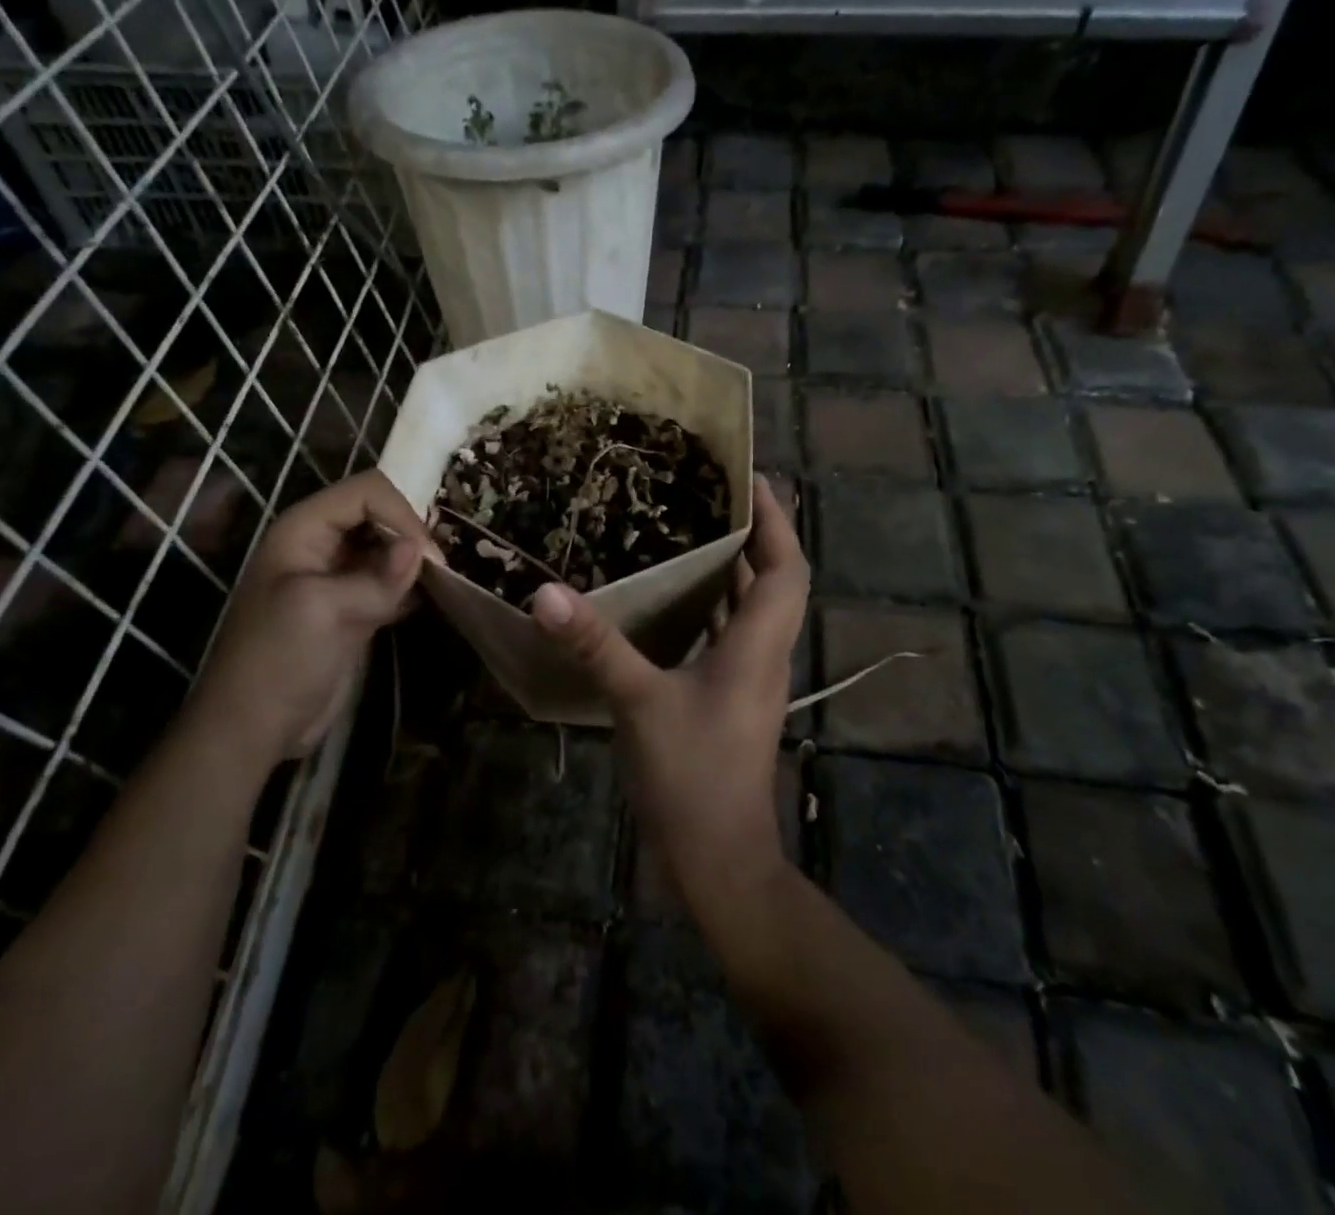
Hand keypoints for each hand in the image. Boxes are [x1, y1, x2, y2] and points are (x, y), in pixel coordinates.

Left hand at [183, 470, 431, 771]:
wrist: (254, 728)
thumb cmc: (277, 659)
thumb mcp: (322, 610)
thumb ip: (376, 577)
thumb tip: (422, 550)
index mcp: (304, 529)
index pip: (366, 492)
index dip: (401, 513)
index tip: (426, 556)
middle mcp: (322, 543)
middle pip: (380, 513)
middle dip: (411, 533)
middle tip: (439, 570)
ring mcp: (339, 576)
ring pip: (389, 546)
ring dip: (415, 560)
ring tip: (441, 582)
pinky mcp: (354, 606)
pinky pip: (390, 580)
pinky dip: (412, 585)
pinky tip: (430, 599)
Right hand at [530, 475, 807, 906]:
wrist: (717, 858)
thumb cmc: (692, 775)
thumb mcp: (639, 702)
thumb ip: (596, 644)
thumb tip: (547, 592)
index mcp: (759, 644)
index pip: (786, 565)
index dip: (775, 518)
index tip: (751, 476)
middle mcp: (763, 654)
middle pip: (774, 579)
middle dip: (754, 532)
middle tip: (712, 493)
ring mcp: (748, 679)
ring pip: (751, 607)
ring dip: (733, 568)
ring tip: (691, 529)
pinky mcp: (728, 698)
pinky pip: (728, 634)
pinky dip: (711, 605)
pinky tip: (672, 597)